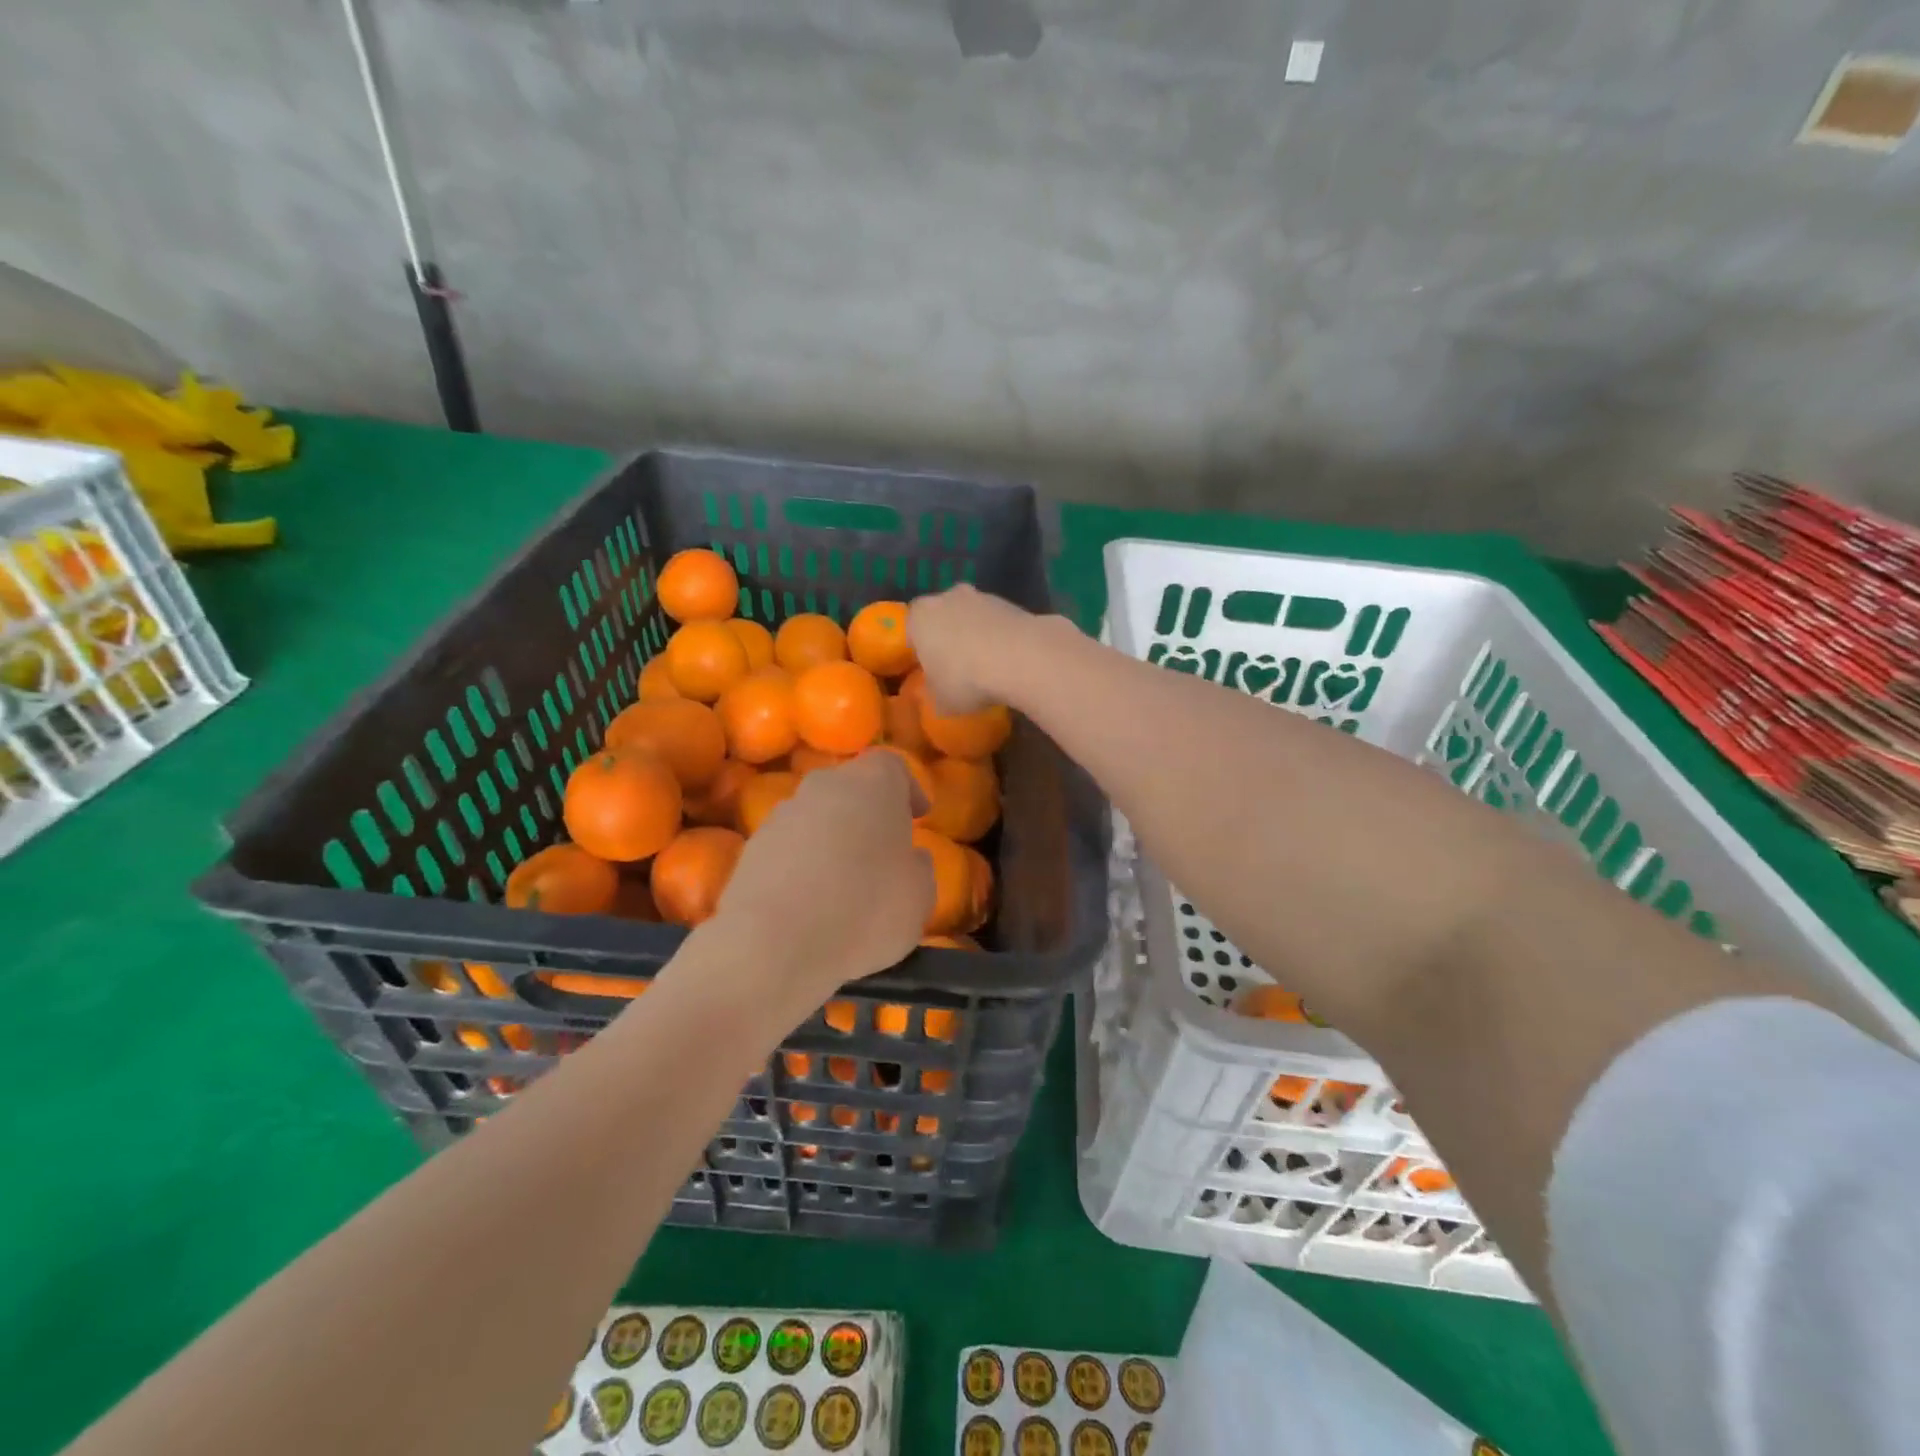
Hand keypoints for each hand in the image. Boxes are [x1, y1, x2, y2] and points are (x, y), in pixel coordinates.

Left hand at [709, 752, 933, 1013]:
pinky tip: (811, 904)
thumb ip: (919, 867)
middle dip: (868, 814)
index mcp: (871, 783)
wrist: (772, 945)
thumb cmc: (865, 910)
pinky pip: (789, 848)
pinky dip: (802, 866)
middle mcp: (823, 786)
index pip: (892, 765)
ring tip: (845, 884)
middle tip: (883, 851)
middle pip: (851, 788)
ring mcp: (780, 814)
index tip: (919, 817)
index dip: (908, 788)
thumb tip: (910, 858)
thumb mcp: (919, 896)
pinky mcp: (751, 848)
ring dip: (832, 840)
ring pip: (816, 817)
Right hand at [907, 584, 1042, 713]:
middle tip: (957, 666)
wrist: (1020, 658)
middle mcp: (947, 597)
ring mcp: (982, 596)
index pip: (912, 629)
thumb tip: (937, 691)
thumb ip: (933, 693)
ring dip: (977, 635)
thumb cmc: (965, 679)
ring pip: (972, 616)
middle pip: (943, 616)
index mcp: (919, 616)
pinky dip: (1000, 637)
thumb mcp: (940, 701)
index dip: (920, 649)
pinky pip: (998, 623)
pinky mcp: (1012, 603)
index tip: (930, 669)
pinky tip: (1008, 661)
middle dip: (949, 636)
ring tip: (987, 666)